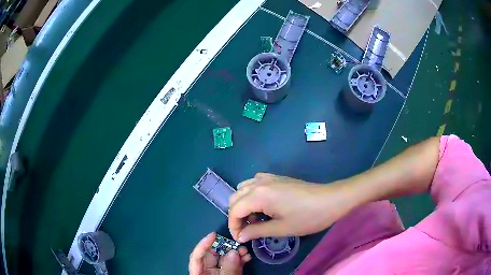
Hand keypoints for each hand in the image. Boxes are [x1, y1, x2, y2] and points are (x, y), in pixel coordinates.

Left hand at [189, 232, 251, 274]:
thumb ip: (228, 269)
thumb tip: (234, 252)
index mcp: (199, 272)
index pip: (197, 256)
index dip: (203, 244)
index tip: (213, 234)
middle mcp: (207, 271)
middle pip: (213, 256)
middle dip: (226, 247)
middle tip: (237, 242)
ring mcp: (219, 273)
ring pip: (226, 259)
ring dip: (236, 253)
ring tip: (245, 250)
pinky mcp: (229, 274)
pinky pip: (234, 266)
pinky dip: (240, 260)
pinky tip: (247, 257)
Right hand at [229, 173, 356, 242]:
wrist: (331, 200)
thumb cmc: (307, 217)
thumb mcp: (281, 228)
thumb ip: (256, 231)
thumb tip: (240, 236)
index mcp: (259, 195)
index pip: (235, 210)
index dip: (233, 226)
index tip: (240, 239)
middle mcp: (259, 183)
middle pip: (235, 197)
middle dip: (237, 215)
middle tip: (247, 230)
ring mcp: (269, 178)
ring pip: (243, 188)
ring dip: (243, 204)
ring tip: (255, 218)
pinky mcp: (277, 178)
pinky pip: (255, 182)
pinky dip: (252, 194)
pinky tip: (263, 204)